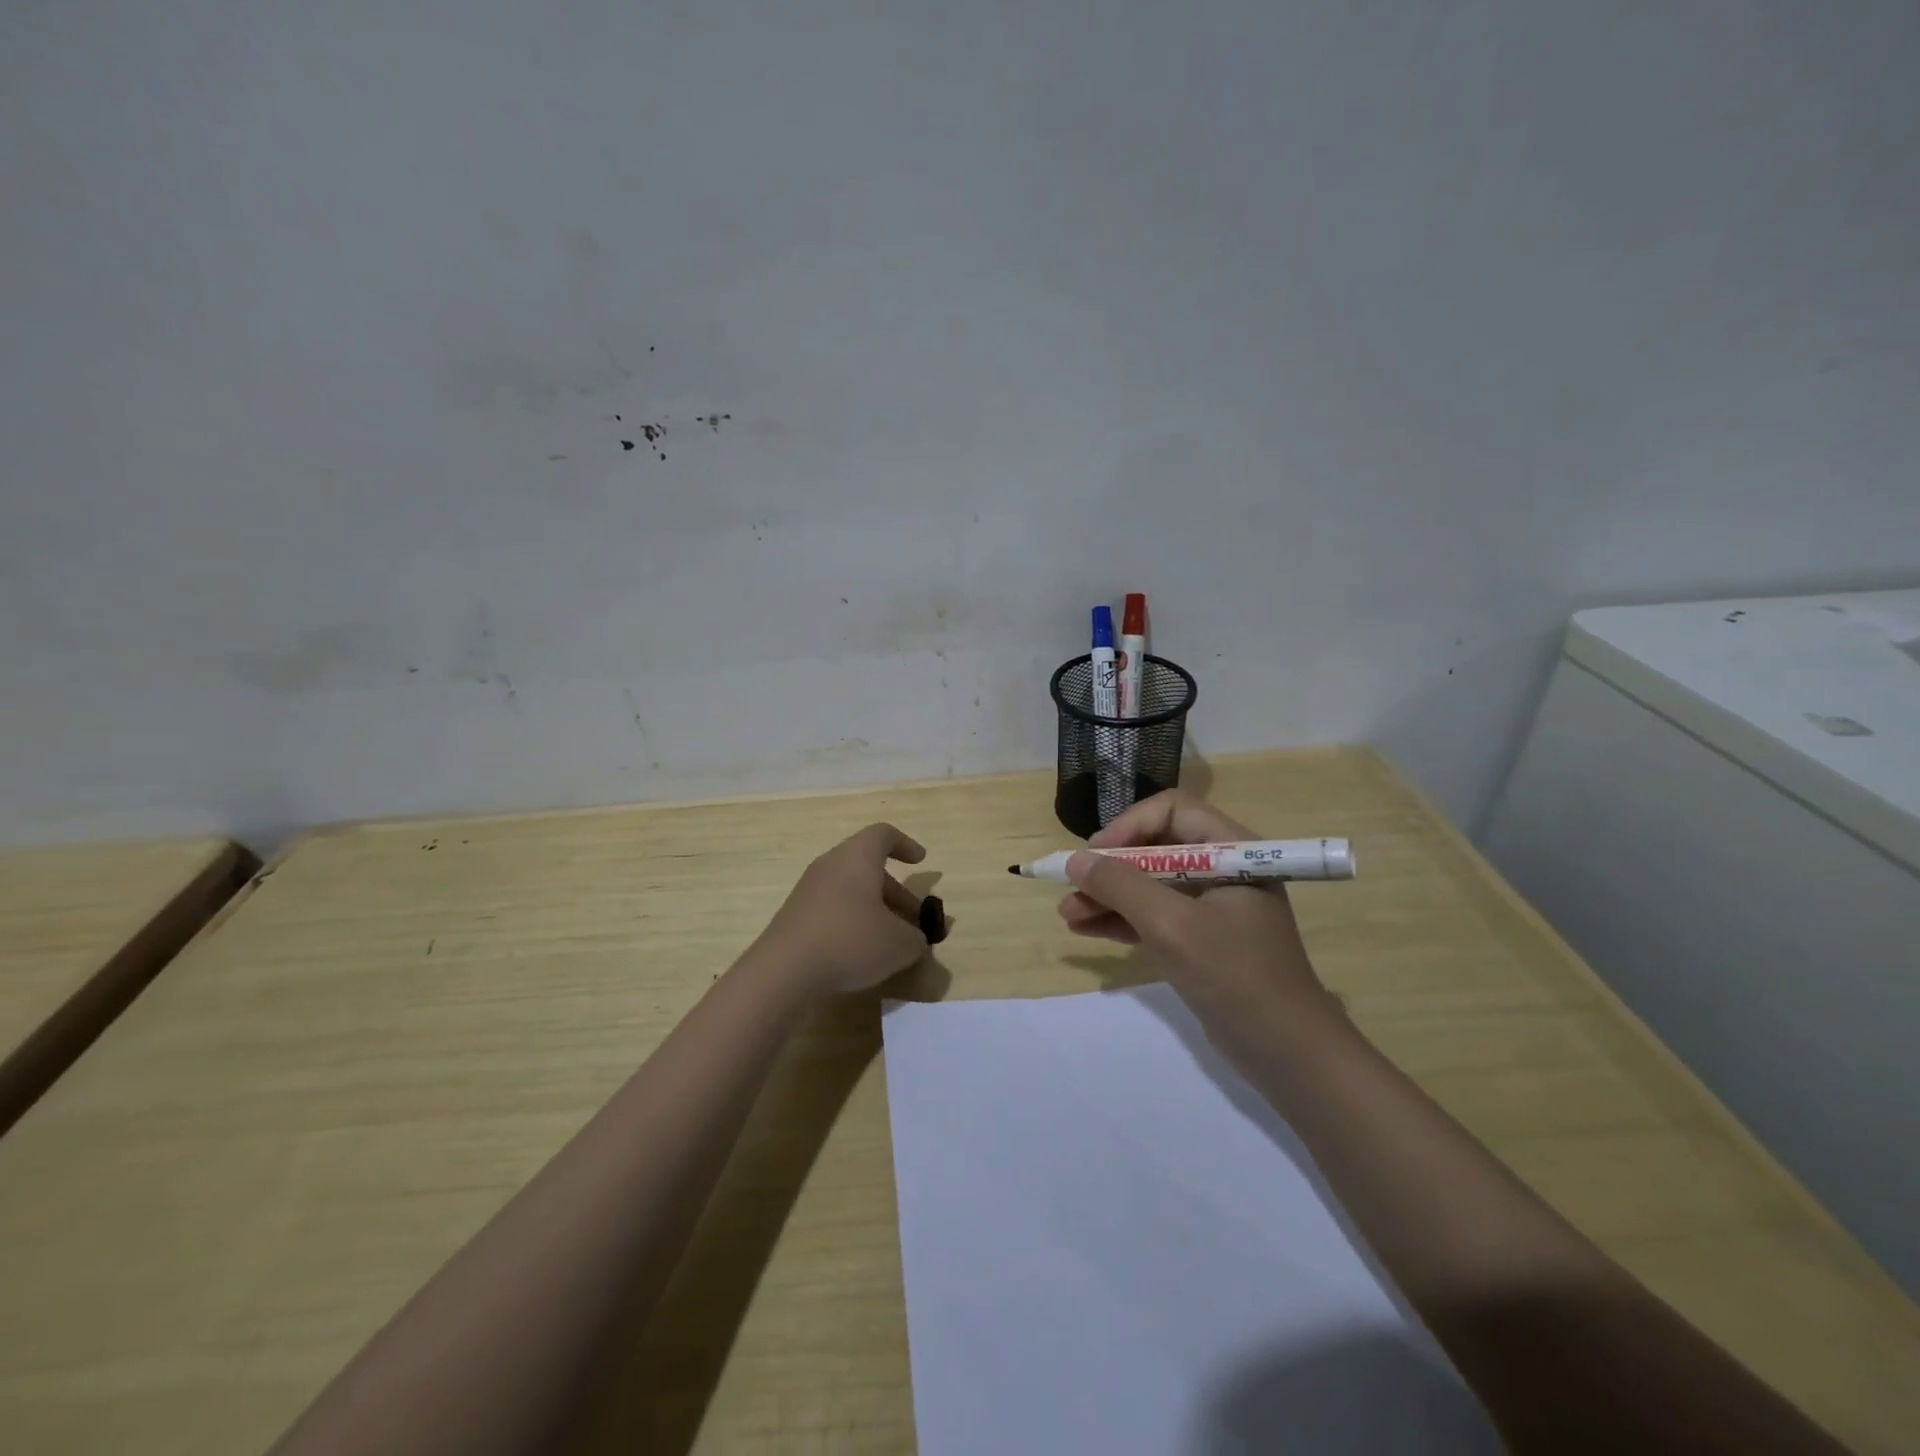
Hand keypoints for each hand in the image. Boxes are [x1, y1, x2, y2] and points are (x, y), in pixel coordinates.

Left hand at [754, 823, 930, 995]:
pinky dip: (852, 922)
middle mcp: (831, 865)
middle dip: (896, 892)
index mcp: (857, 857)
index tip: (920, 861)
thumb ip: (917, 939)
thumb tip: (916, 940)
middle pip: (868, 867)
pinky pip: (832, 908)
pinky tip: (860, 952)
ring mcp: (809, 890)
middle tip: (914, 921)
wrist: (784, 970)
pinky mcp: (795, 915)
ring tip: (890, 941)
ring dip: (875, 909)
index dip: (905, 844)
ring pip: (850, 889)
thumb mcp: (899, 944)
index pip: (883, 835)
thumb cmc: (850, 941)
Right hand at [1057, 791, 1334, 1024]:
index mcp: (1232, 850)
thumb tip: (1075, 860)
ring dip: (1109, 895)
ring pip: (1150, 884)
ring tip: (1068, 914)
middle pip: (1155, 847)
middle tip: (1073, 886)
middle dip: (1111, 867)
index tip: (1095, 855)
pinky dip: (1122, 919)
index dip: (1129, 826)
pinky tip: (1086, 928)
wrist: (1287, 1052)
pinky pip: (1155, 915)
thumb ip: (1122, 886)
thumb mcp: (1172, 926)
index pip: (1172, 811)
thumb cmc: (1234, 975)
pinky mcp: (1201, 939)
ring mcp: (1212, 906)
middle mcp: (1223, 868)